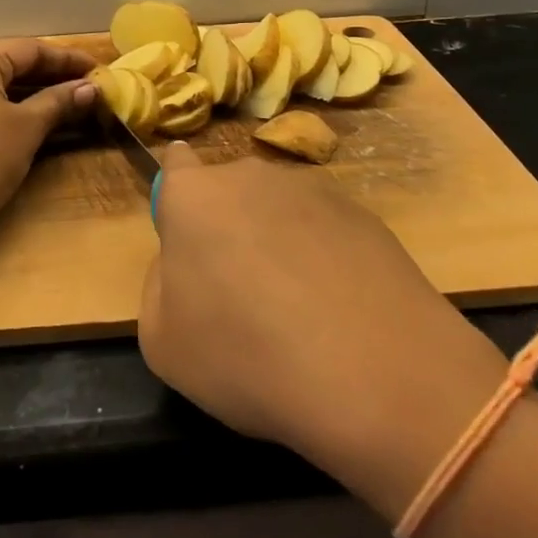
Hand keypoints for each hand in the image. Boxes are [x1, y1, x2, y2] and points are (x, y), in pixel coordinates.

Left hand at [0, 38, 98, 235]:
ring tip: (64, 106)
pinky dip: (5, 109)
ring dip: (29, 94)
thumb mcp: (27, 128)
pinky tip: (27, 123)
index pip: (30, 49)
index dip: (67, 59)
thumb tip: (90, 88)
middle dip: (49, 77)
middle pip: (9, 64)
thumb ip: (58, 102)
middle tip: (86, 88)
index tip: (98, 70)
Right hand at [139, 145, 510, 522]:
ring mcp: (312, 189)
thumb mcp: (164, 343)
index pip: (174, 164)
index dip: (176, 199)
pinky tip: (337, 313)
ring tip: (296, 312)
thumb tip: (183, 266)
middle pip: (227, 192)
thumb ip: (159, 287)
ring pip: (277, 210)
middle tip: (238, 292)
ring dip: (275, 242)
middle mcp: (250, 176)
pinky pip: (324, 230)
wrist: (377, 373)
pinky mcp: (362, 213)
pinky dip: (322, 258)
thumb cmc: (249, 356)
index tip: (186, 237)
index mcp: (194, 195)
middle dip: (226, 228)